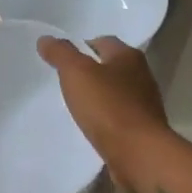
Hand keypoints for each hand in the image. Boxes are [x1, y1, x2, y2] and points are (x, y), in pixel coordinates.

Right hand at [36, 35, 171, 186]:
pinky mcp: (143, 129)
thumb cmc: (108, 107)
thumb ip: (61, 54)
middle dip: (91, 73)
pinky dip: (106, 119)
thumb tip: (46, 39)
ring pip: (116, 93)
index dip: (82, 47)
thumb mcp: (77, 73)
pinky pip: (120, 118)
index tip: (62, 60)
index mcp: (129, 56)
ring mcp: (145, 104)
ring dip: (99, 98)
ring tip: (76, 106)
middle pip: (112, 67)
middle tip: (66, 82)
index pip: (103, 41)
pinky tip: (91, 128)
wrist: (138, 153)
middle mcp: (142, 76)